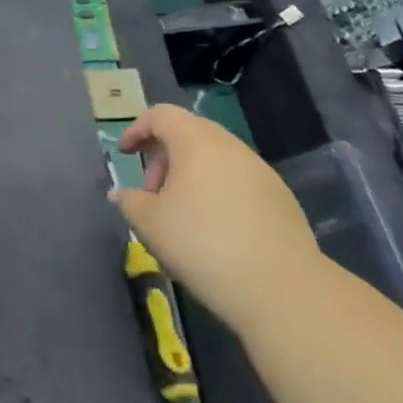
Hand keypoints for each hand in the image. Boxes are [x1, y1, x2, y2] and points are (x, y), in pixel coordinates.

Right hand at [112, 104, 320, 309]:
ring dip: (191, 175)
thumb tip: (122, 193)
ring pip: (216, 158)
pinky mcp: (280, 197)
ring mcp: (260, 170)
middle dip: (164, 156)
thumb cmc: (202, 244)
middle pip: (190, 133)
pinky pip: (238, 181)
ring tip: (181, 214)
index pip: (161, 115)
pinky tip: (215, 230)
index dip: (137, 130)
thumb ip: (130, 201)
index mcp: (196, 141)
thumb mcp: (150, 224)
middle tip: (152, 192)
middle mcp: (230, 146)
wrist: (280, 287)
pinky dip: (217, 192)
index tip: (125, 155)